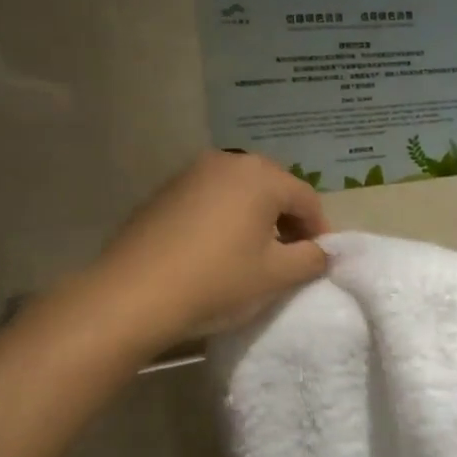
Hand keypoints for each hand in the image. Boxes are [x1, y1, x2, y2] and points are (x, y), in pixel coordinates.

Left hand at [94, 152, 329, 346]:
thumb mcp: (276, 276)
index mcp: (260, 176)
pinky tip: (217, 250)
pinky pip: (209, 199)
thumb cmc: (217, 281)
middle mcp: (227, 161)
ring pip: (239, 191)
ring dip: (255, 217)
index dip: (319, 230)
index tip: (319, 259)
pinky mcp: (165, 191)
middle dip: (287, 219)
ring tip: (254, 253)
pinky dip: (224, 218)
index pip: (306, 198)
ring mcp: (191, 173)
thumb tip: (322, 251)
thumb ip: (311, 259)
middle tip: (290, 255)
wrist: (134, 294)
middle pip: (273, 188)